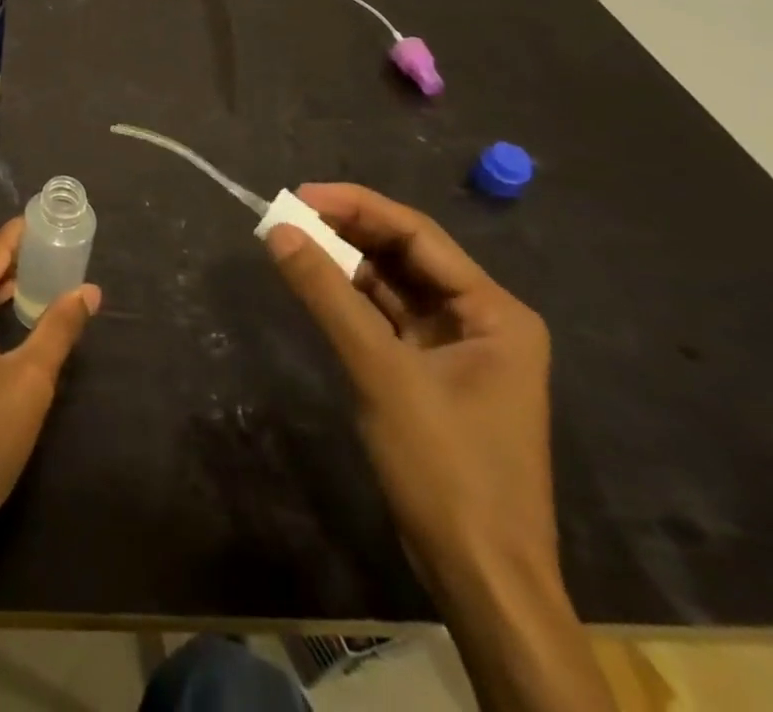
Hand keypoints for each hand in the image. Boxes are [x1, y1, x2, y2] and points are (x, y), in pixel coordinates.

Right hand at [265, 184, 555, 594]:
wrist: (480, 577)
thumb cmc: (446, 468)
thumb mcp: (381, 372)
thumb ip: (328, 295)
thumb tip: (278, 230)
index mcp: (494, 311)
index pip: (418, 234)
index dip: (357, 207)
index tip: (299, 195)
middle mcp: (482, 319)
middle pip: (406, 256)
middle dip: (348, 232)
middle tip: (288, 216)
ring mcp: (458, 349)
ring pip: (393, 286)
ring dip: (345, 264)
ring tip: (292, 242)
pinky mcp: (432, 374)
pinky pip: (386, 319)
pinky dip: (350, 300)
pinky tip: (315, 285)